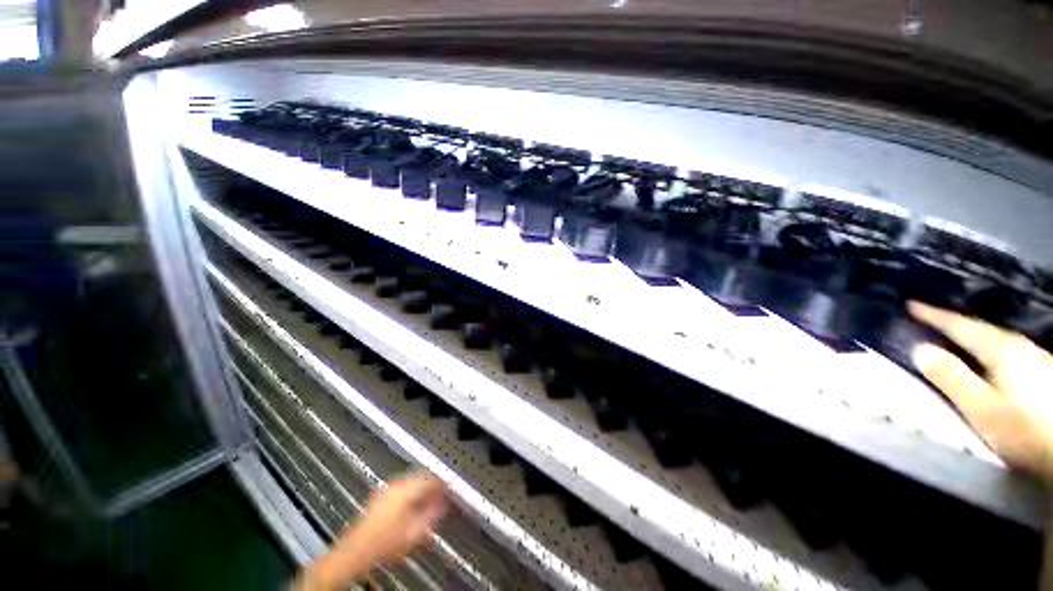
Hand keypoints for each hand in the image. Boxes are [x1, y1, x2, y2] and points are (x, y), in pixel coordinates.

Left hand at [298, 471, 447, 589]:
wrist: (354, 554)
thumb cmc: (381, 544)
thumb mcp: (414, 533)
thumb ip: (432, 516)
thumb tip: (442, 505)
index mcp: (406, 490)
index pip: (432, 479)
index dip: (443, 484)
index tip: (449, 490)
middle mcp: (396, 485)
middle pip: (421, 477)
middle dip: (432, 485)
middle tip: (441, 494)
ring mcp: (386, 490)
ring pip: (411, 481)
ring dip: (421, 488)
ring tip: (428, 501)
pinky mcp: (379, 497)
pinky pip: (401, 487)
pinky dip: (411, 492)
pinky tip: (412, 505)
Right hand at [909, 301, 1052, 482]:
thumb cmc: (1020, 428)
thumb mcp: (980, 407)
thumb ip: (951, 377)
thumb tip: (919, 349)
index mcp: (1001, 350)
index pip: (961, 326)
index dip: (934, 315)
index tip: (910, 304)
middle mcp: (1020, 347)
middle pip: (984, 330)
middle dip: (956, 323)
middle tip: (931, 318)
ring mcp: (1037, 360)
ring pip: (1000, 341)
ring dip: (976, 336)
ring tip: (959, 336)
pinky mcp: (1044, 374)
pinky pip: (1011, 353)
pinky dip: (993, 349)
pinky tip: (993, 358)